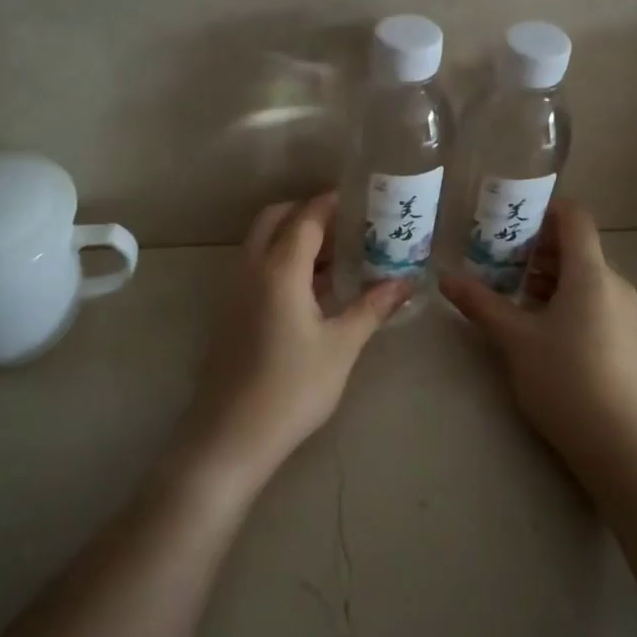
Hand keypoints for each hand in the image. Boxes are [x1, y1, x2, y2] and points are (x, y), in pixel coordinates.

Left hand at [175, 193, 408, 495]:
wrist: (230, 436)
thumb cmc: (293, 388)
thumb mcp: (341, 346)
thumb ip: (372, 308)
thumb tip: (406, 283)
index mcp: (279, 269)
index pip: (307, 218)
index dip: (332, 204)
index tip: (361, 200)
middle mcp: (251, 269)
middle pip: (276, 219)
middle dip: (308, 212)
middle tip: (346, 225)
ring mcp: (234, 290)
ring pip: (261, 242)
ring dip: (293, 237)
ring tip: (336, 254)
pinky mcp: (230, 312)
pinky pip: (256, 266)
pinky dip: (281, 260)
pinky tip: (311, 289)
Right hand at [439, 199, 636, 479]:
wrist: (618, 444)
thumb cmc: (563, 380)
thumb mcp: (514, 339)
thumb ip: (480, 303)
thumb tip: (445, 277)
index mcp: (591, 274)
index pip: (575, 218)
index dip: (545, 208)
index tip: (511, 216)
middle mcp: (615, 284)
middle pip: (578, 247)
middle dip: (539, 247)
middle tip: (500, 259)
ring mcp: (626, 312)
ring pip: (586, 276)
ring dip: (550, 275)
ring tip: (515, 294)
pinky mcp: (628, 337)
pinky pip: (596, 299)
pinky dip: (567, 297)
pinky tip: (541, 325)